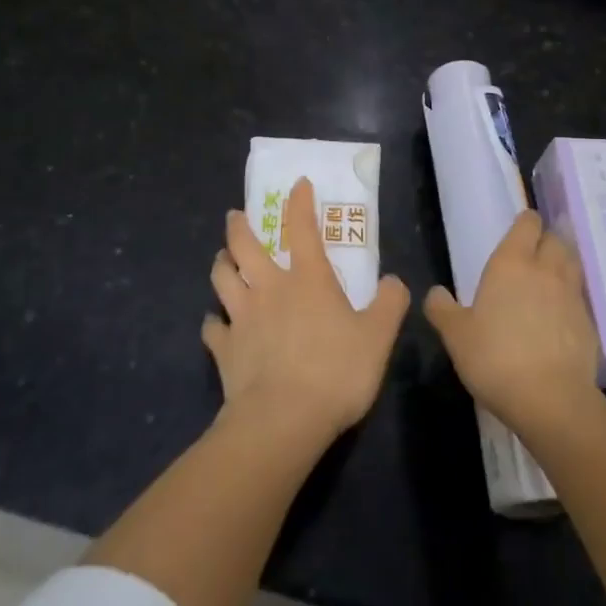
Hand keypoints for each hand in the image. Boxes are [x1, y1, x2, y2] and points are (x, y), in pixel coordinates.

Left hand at [204, 178, 409, 442]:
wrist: (283, 420)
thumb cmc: (336, 372)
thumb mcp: (379, 337)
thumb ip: (390, 303)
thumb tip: (393, 281)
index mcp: (308, 279)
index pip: (302, 228)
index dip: (300, 202)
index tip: (297, 184)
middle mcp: (269, 288)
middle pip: (245, 246)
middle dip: (239, 226)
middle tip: (236, 215)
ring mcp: (242, 317)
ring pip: (222, 278)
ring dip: (221, 264)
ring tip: (223, 258)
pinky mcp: (224, 349)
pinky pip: (212, 328)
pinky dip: (214, 321)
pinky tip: (216, 323)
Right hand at [423, 209, 600, 434]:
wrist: (550, 398)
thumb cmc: (495, 358)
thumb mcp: (456, 335)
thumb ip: (442, 310)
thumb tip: (435, 292)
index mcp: (511, 263)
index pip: (527, 224)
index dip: (526, 222)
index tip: (521, 226)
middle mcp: (545, 270)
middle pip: (555, 240)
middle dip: (547, 240)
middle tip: (534, 251)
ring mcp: (571, 296)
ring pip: (572, 264)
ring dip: (563, 263)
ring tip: (551, 275)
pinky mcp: (588, 323)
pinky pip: (580, 298)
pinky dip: (572, 298)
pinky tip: (562, 314)